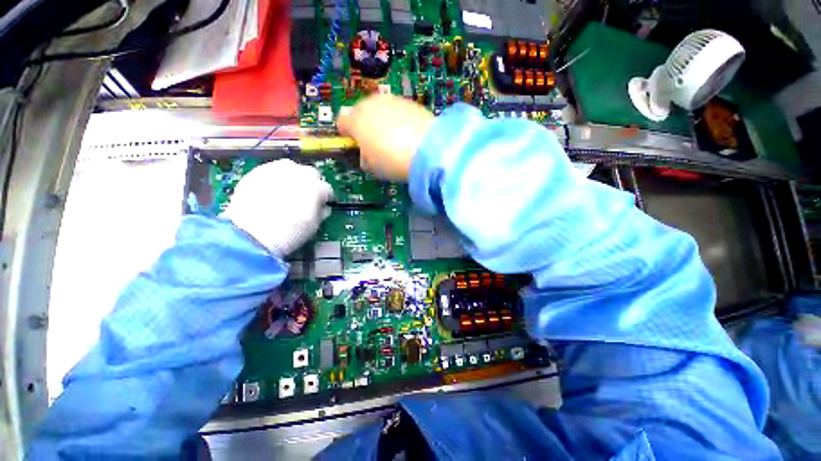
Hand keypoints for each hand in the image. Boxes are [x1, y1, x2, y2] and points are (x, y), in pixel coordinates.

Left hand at [221, 159, 332, 256]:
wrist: (251, 234)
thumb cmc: (290, 232)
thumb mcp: (313, 226)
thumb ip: (321, 213)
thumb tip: (323, 208)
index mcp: (317, 187)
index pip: (327, 189)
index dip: (326, 198)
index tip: (322, 205)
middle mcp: (299, 174)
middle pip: (311, 173)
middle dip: (311, 183)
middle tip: (306, 197)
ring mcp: (277, 170)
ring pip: (291, 168)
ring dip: (293, 177)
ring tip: (287, 190)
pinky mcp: (257, 172)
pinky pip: (271, 171)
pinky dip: (274, 178)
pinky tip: (270, 190)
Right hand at [338, 94, 433, 180]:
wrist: (427, 149)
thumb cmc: (392, 161)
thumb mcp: (372, 167)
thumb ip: (363, 157)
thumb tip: (366, 153)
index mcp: (355, 120)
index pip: (341, 123)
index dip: (346, 135)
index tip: (355, 146)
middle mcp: (371, 103)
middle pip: (360, 112)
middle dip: (364, 126)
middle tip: (375, 144)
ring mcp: (391, 100)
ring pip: (379, 109)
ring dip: (382, 121)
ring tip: (394, 140)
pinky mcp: (410, 102)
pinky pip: (397, 110)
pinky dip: (398, 120)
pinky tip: (407, 134)